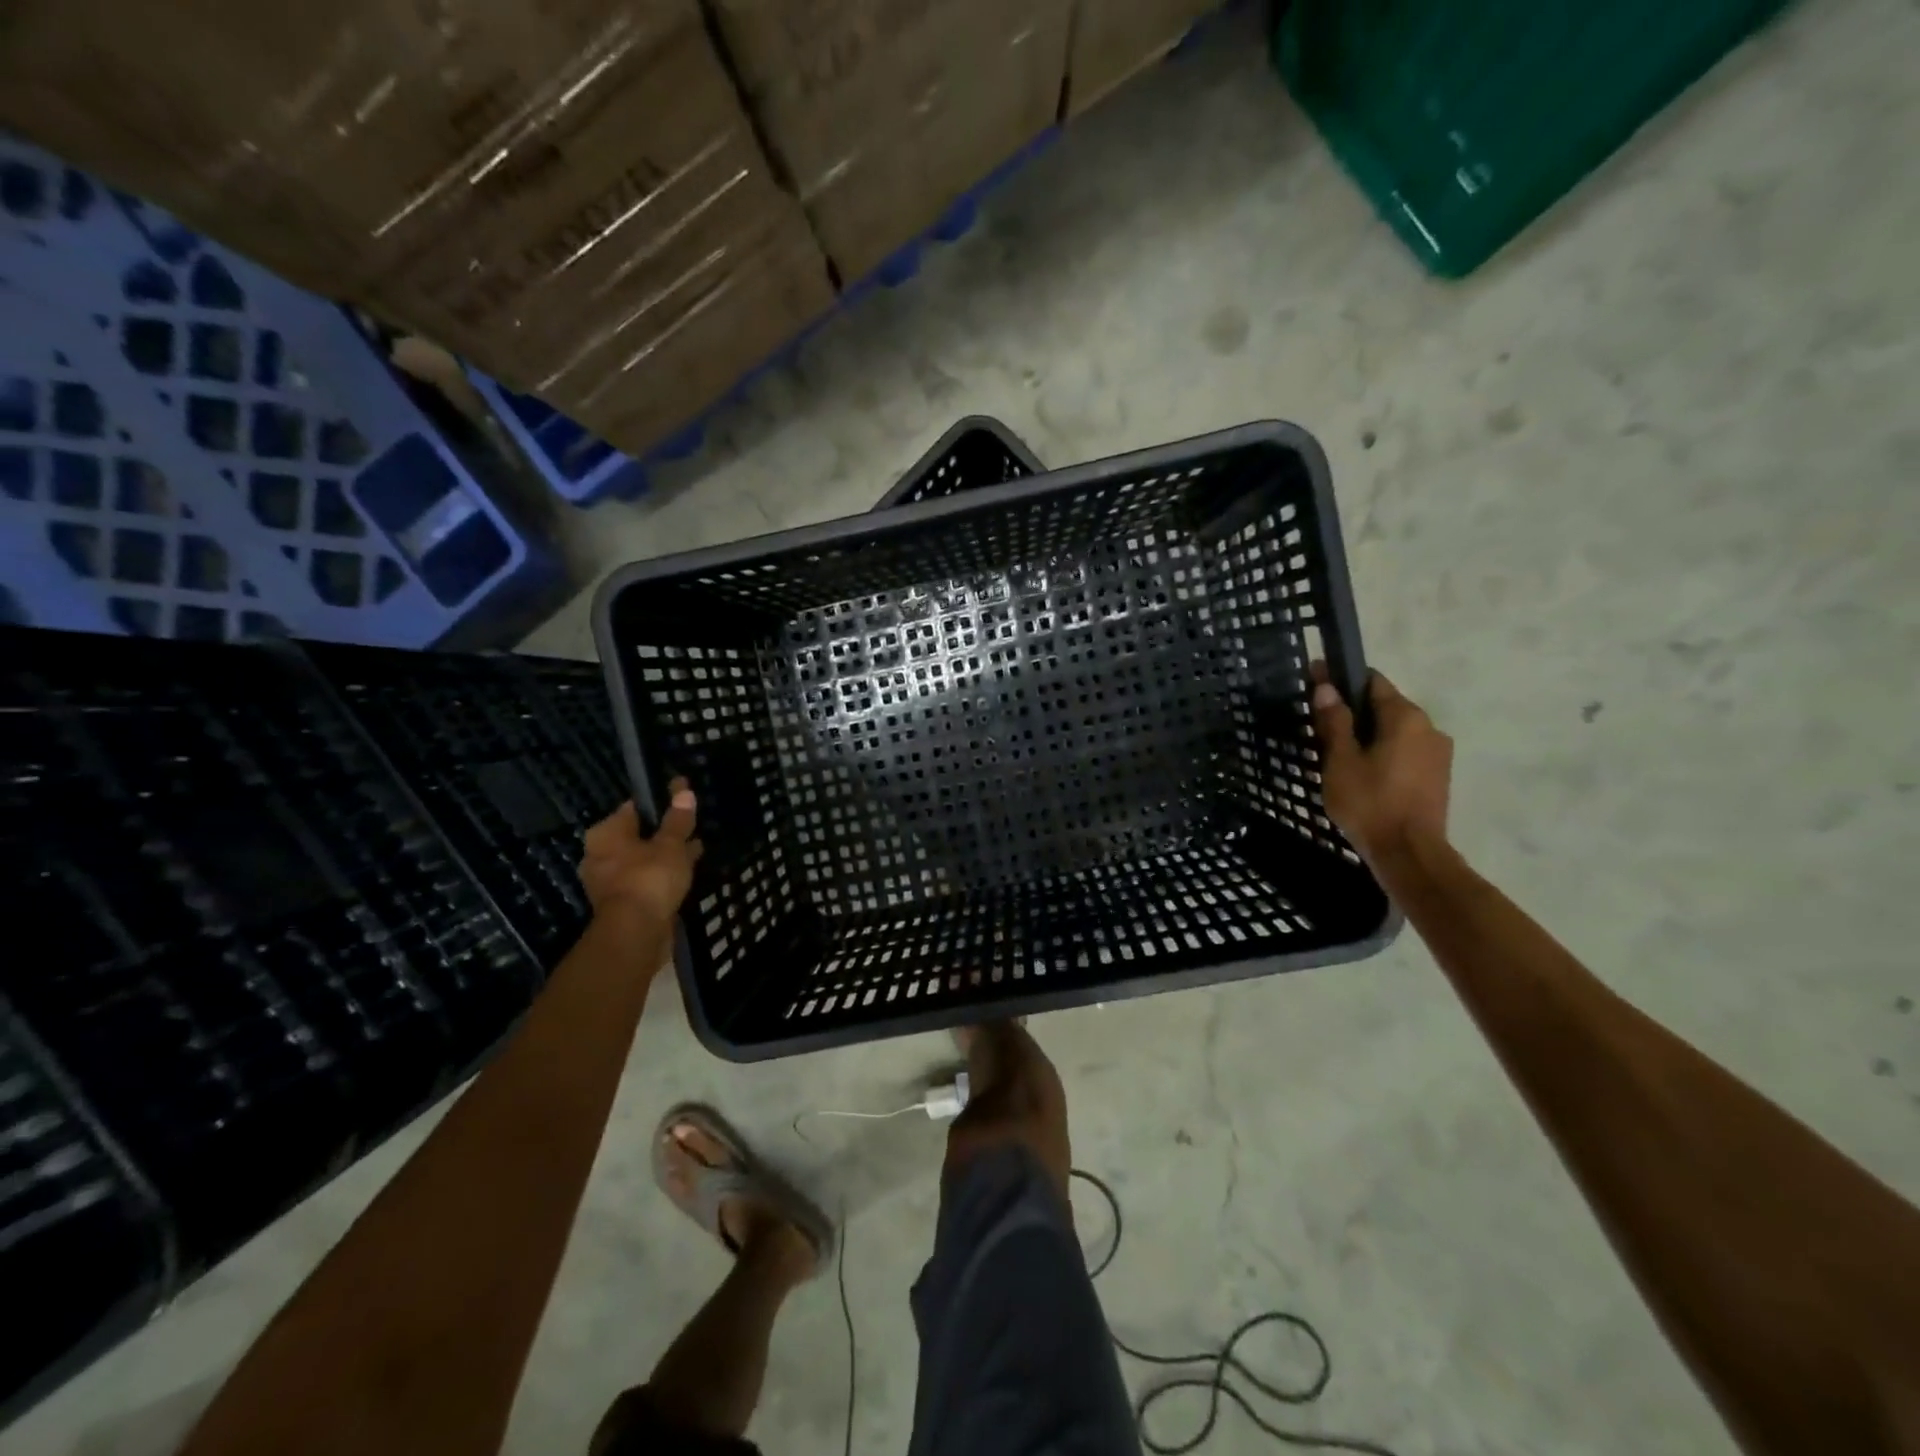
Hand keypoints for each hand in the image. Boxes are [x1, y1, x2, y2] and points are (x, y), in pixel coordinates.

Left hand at [578, 780, 702, 923]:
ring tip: (694, 851)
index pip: (634, 808)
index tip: (682, 804)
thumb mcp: (671, 844)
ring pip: (642, 860)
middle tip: (690, 829)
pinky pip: (645, 880)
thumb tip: (683, 790)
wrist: (636, 933)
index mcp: (606, 833)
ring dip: (664, 856)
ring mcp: (608, 881)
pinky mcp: (621, 903)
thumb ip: (678, 819)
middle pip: (637, 835)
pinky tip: (684, 874)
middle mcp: (600, 854)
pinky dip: (661, 876)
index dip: (659, 803)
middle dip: (662, 833)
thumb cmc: (649, 878)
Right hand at [1309, 666, 1452, 864]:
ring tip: (1338, 754)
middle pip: (1385, 706)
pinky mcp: (1437, 776)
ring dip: (1368, 735)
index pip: (1372, 681)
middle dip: (1353, 710)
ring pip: (1395, 731)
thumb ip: (1335, 721)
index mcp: (1406, 717)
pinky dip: (1383, 753)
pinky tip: (1362, 773)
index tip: (1314, 684)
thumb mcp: (1341, 761)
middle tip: (1320, 726)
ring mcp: (1438, 753)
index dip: (1341, 679)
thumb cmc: (1370, 803)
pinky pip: (1405, 752)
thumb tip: (1326, 687)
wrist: (1409, 854)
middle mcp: (1429, 727)